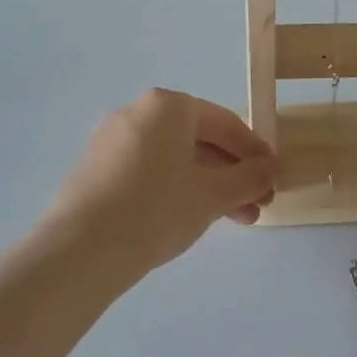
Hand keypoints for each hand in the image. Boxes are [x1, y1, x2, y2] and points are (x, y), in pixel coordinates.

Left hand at [44, 89, 279, 275]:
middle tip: (258, 206)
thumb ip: (250, 178)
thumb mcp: (214, 195)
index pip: (226, 123)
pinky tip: (193, 218)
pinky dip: (178, 189)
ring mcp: (112, 140)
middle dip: (234, 175)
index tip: (275, 178)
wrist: (81, 249)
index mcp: (167, 107)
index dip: (256, 152)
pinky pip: (150, 171)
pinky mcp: (96, 169)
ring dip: (210, 186)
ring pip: (176, 159)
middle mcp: (137, 113)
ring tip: (236, 221)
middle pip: (200, 141)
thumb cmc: (157, 210)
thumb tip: (273, 168)